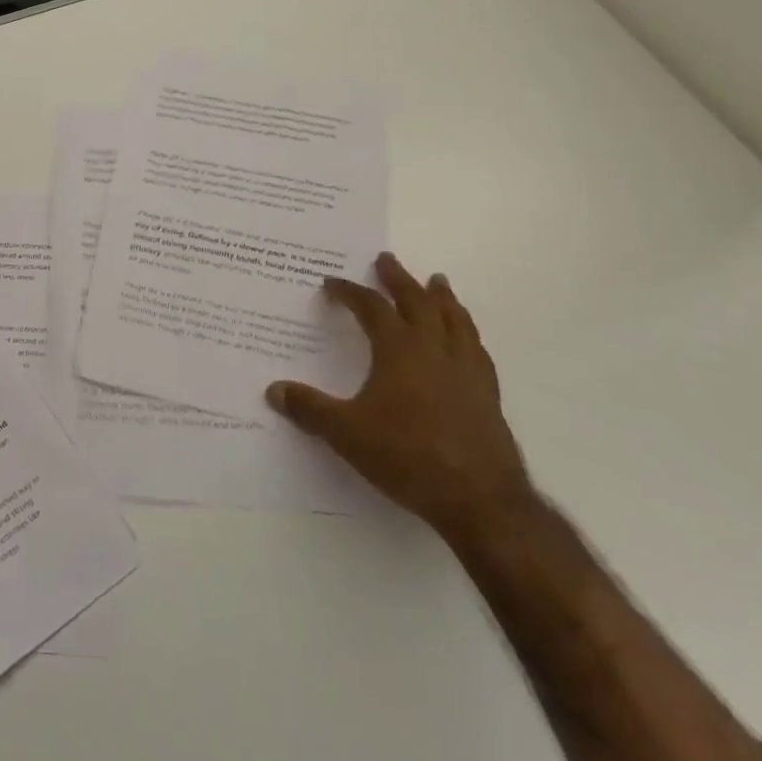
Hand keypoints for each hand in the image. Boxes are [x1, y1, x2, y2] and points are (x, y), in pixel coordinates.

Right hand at [265, 253, 534, 544]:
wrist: (480, 501)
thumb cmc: (407, 456)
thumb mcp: (345, 432)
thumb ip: (309, 408)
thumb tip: (273, 390)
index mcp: (398, 349)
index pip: (371, 307)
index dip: (349, 292)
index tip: (332, 283)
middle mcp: (434, 349)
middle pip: (417, 301)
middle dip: (399, 278)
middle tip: (386, 259)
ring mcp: (466, 371)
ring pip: (455, 320)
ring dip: (442, 298)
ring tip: (437, 282)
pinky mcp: (488, 395)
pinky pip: (477, 350)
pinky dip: (467, 333)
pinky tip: (466, 339)